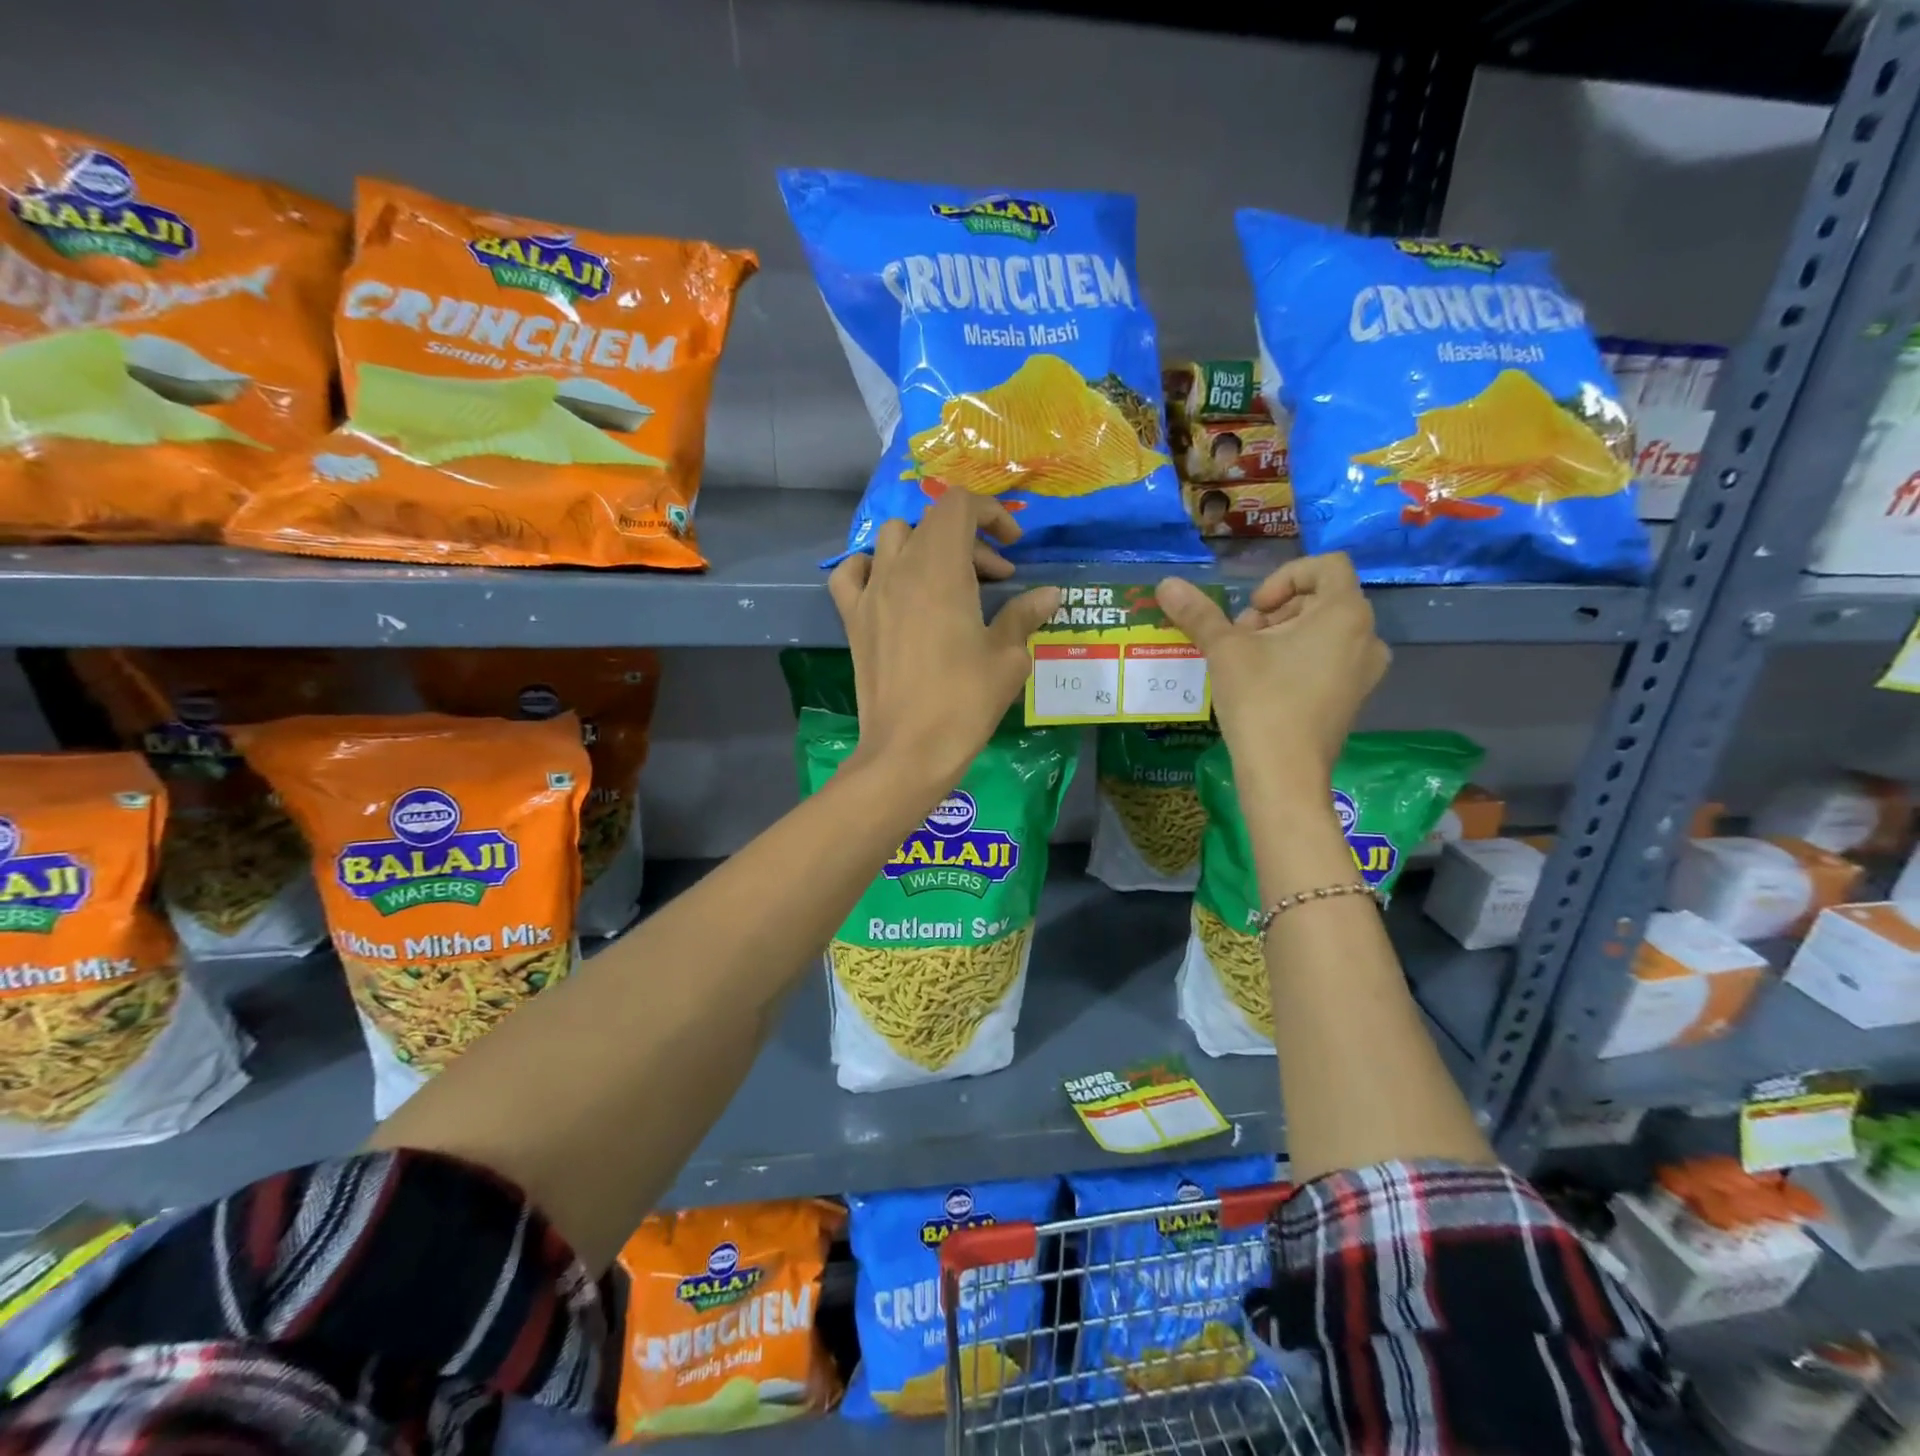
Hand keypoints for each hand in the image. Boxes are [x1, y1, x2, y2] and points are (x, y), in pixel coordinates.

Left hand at [828, 492, 1059, 792]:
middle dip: (970, 540)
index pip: (959, 505)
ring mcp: (871, 592)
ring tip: (947, 581)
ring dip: (924, 547)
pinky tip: (891, 589)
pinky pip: (851, 573)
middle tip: (997, 581)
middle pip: (932, 523)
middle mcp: (900, 568)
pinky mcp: (853, 619)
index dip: (991, 513)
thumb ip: (1024, 615)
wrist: (909, 749)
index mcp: (941, 568)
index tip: (1013, 548)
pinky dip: (871, 568)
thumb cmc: (965, 701)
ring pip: (892, 538)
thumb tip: (1049, 594)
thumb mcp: (1007, 658)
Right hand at [1155, 553, 1387, 788]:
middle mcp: (1366, 636)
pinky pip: (1328, 659)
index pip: (1326, 566)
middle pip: (1321, 598)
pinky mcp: (1353, 697)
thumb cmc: (1261, 701)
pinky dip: (1297, 659)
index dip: (1284, 577)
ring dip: (1283, 634)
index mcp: (1345, 613)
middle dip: (1277, 610)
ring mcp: (1364, 670)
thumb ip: (1199, 613)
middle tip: (1242, 637)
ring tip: (1248, 662)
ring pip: (1323, 631)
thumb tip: (1166, 583)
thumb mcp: (1225, 650)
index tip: (1254, 608)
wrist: (1284, 774)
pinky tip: (1265, 684)